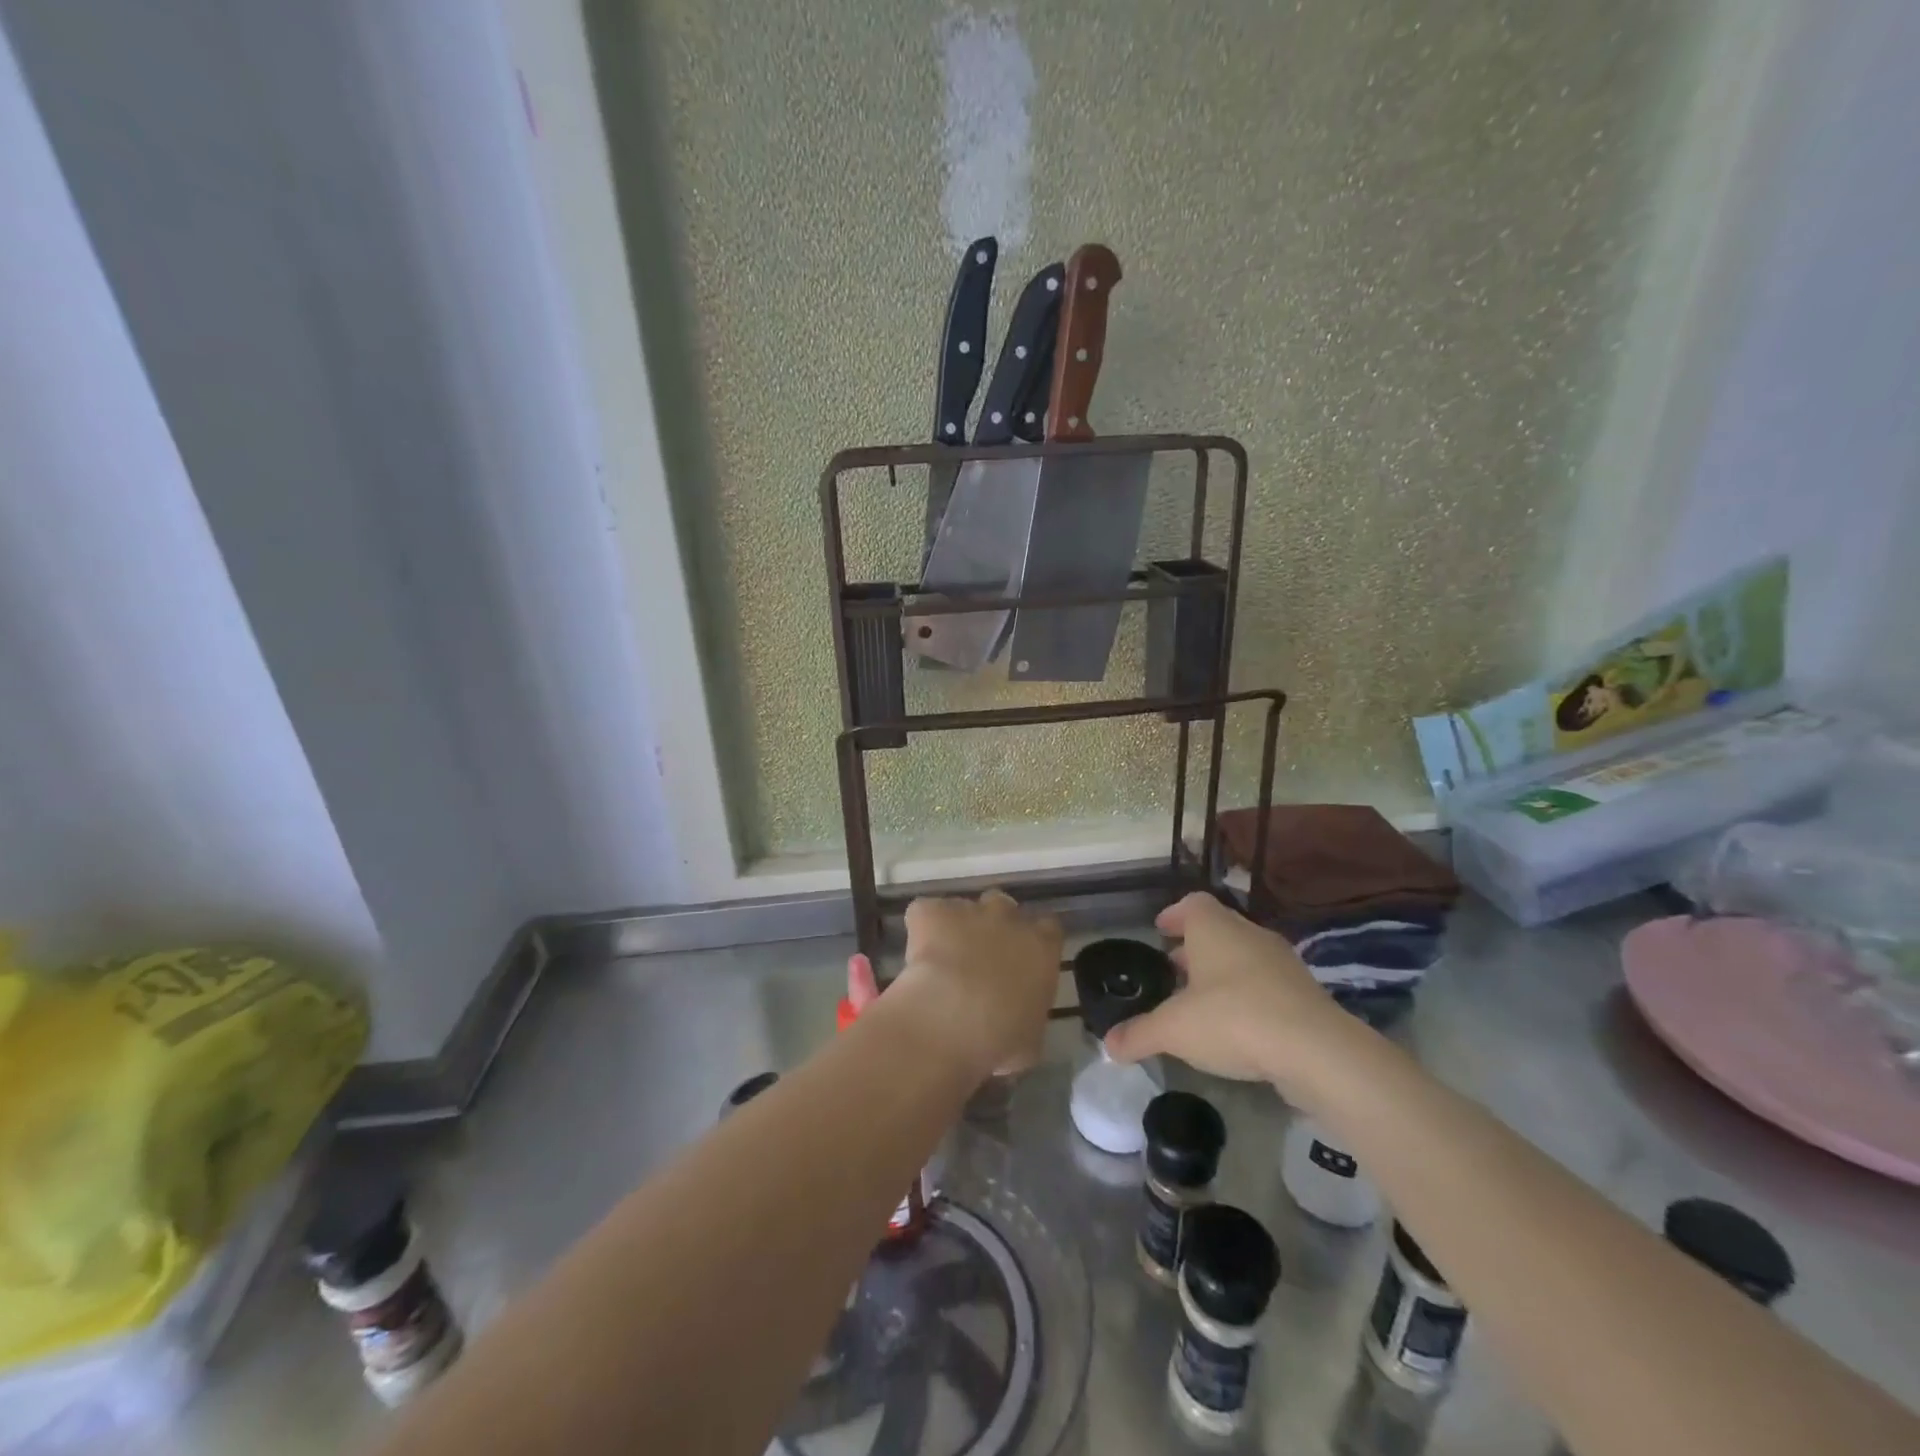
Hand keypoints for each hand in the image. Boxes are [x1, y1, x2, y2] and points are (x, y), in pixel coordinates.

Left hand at [889, 890, 1061, 1079]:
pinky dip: (920, 927)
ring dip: (956, 926)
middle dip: (993, 926)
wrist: (951, 1017)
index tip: (1022, 960)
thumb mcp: (1029, 1040)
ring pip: (963, 907)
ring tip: (942, 958)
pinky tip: (915, 955)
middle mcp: (1008, 919)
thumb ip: (1027, 1018)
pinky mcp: (930, 912)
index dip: (1034, 940)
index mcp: (1041, 947)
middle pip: (1004, 907)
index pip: (1048, 929)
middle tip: (979, 957)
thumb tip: (1017, 1023)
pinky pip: (925, 912)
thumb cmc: (1001, 1037)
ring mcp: (968, 909)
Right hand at [1103, 891, 1353, 1092]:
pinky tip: (1237, 1027)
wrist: (1317, 1051)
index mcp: (1215, 929)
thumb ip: (1139, 1034)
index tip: (1160, 930)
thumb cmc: (1233, 1019)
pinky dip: (1248, 997)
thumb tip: (1108, 1046)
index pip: (1192, 904)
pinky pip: (1267, 985)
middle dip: (1194, 948)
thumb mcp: (1174, 1030)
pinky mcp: (1305, 994)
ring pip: (1244, 957)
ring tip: (1201, 1002)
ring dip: (1222, 973)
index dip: (1173, 915)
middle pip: (1218, 929)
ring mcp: (1282, 963)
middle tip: (1173, 970)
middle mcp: (1249, 935)